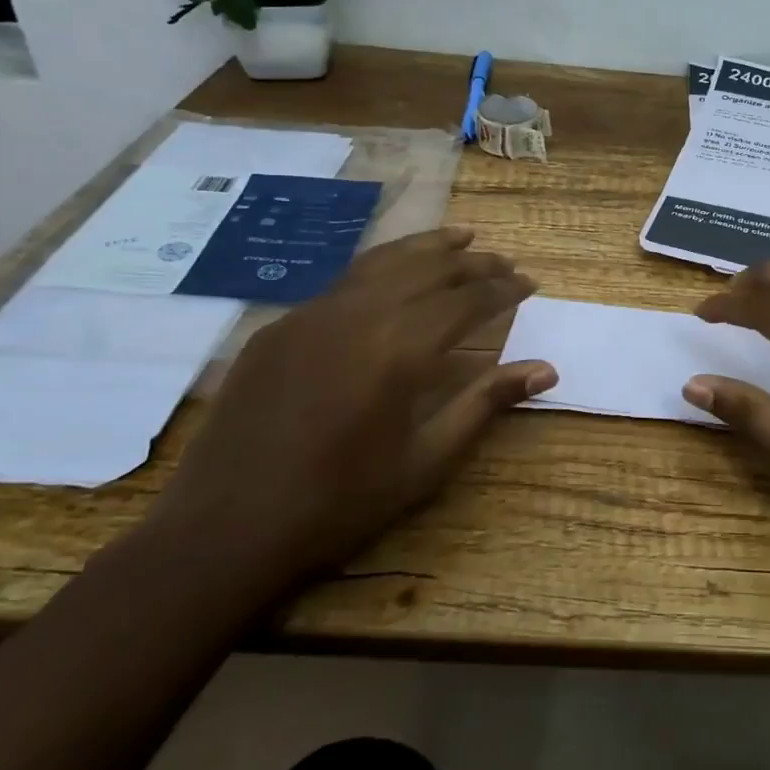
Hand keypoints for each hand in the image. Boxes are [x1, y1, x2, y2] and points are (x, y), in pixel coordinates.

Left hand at [146, 228, 555, 592]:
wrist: (224, 531)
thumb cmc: (339, 504)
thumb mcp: (426, 461)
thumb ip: (485, 404)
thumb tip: (546, 369)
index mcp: (399, 348)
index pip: (467, 300)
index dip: (504, 289)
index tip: (531, 284)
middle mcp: (358, 314)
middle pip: (429, 268)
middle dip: (474, 262)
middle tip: (505, 263)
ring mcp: (312, 314)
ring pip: (384, 261)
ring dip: (429, 248)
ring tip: (462, 238)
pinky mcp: (280, 326)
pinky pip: (344, 281)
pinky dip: (383, 267)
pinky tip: (394, 275)